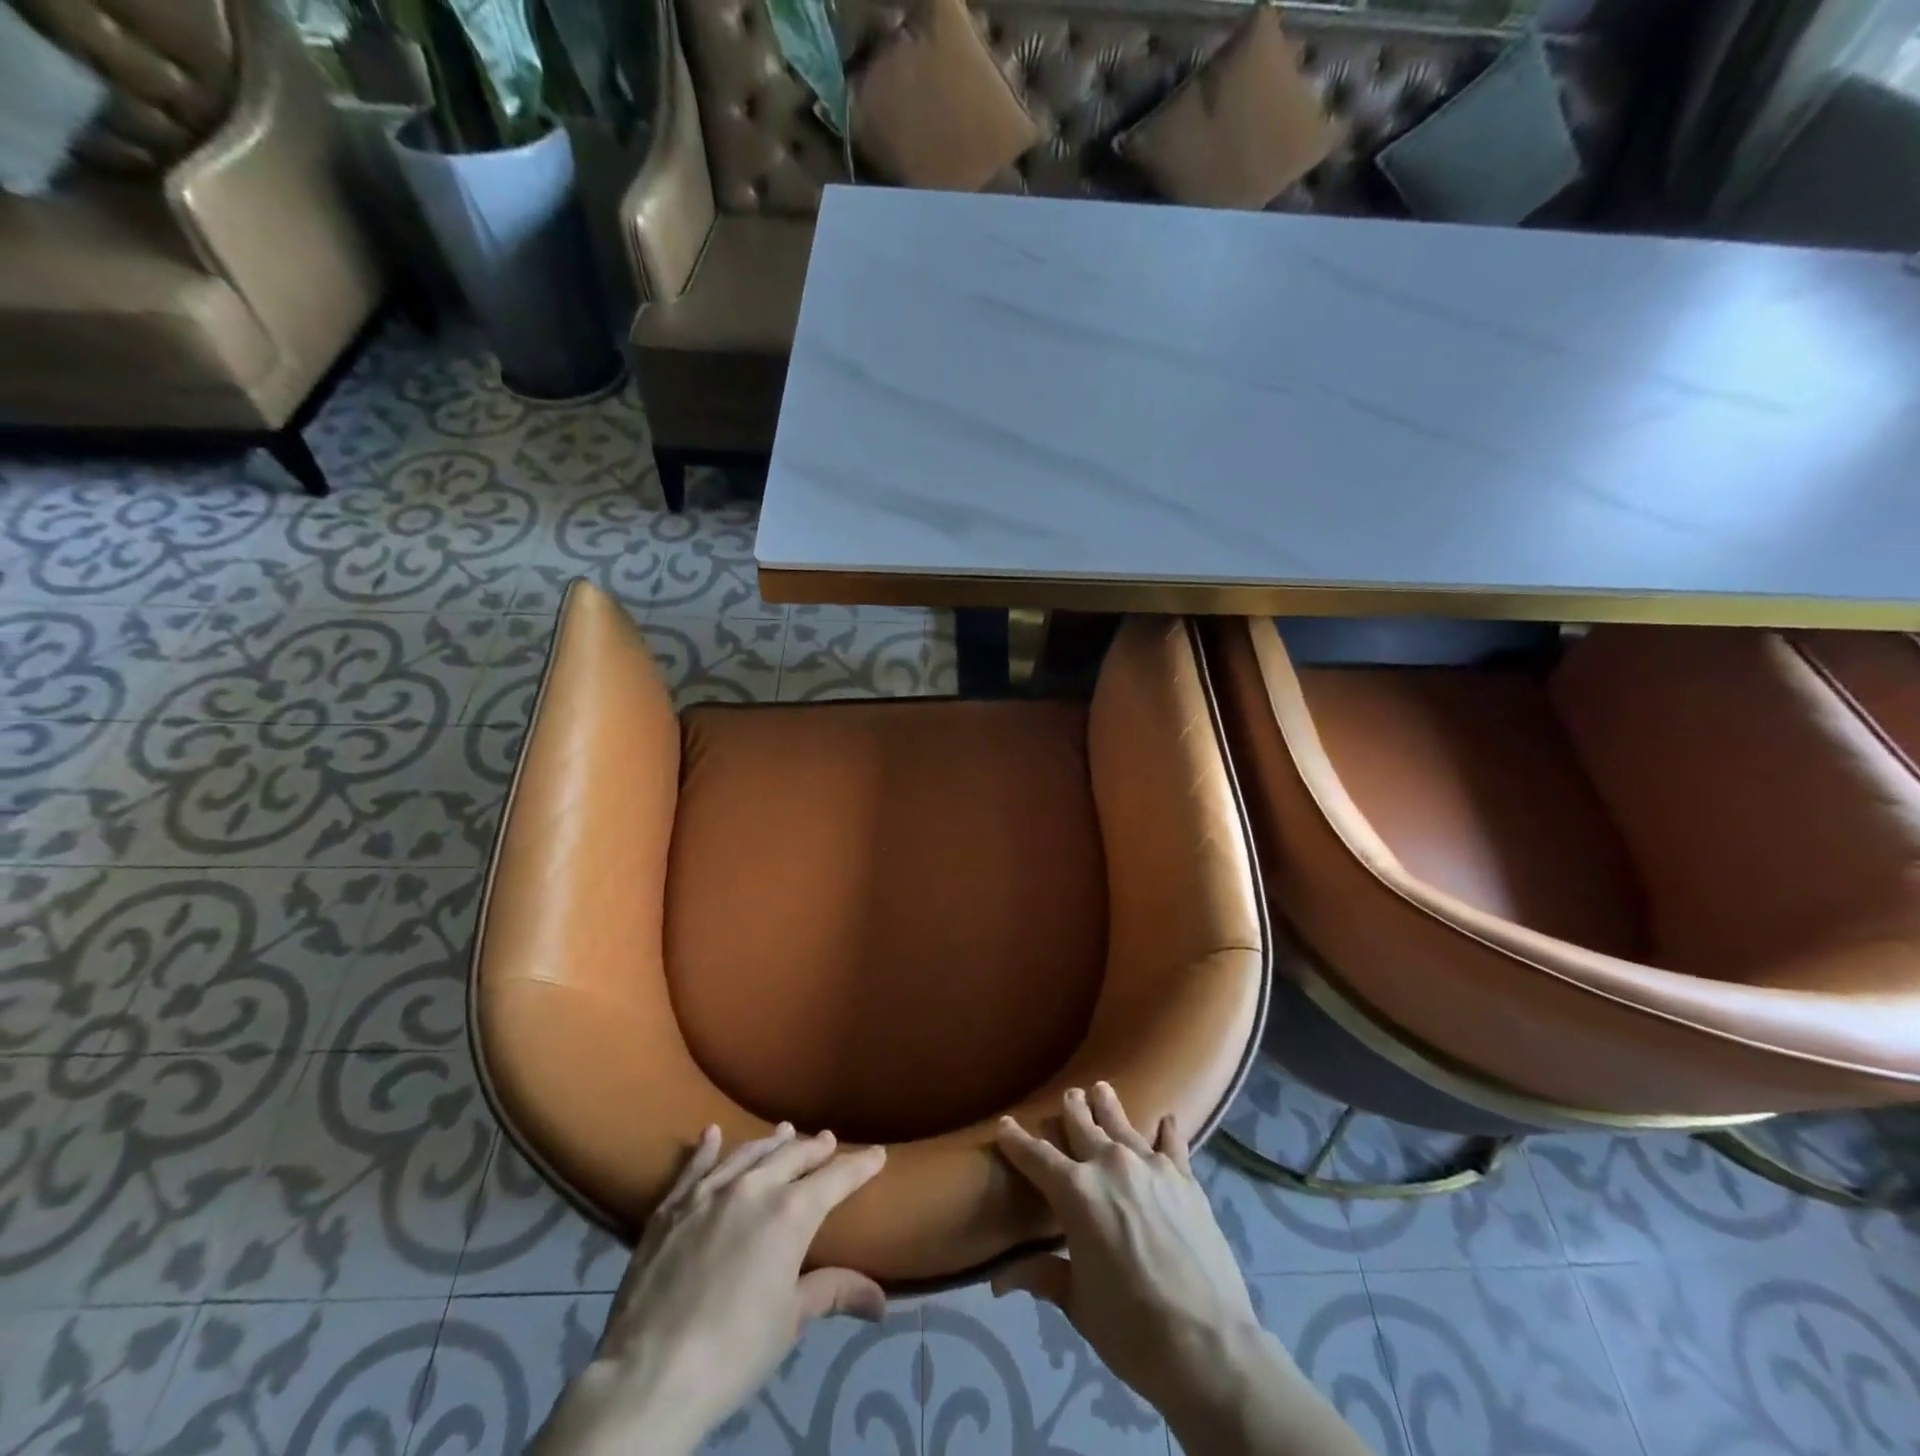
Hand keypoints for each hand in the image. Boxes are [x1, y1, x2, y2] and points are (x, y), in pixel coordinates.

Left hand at [537, 1124, 887, 1455]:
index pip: (836, 1178)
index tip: (877, 1154)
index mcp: (791, 1213)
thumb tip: (881, 1300)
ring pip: (748, 1154)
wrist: (650, 1374)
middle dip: (815, 1148)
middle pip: (793, 1157)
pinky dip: (707, 1148)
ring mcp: (709, 1192)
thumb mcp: (790, 1321)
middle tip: (828, 1141)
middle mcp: (754, 1187)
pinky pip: (695, 1166)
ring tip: (785, 1130)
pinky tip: (712, 1133)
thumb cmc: (733, 1351)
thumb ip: (833, 1292)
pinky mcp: (672, 1206)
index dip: (860, 1166)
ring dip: (770, 1142)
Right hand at [992, 1084, 1261, 1421]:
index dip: (1017, 1140)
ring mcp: (1151, 1167)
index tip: (1005, 1124)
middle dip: (1071, 1109)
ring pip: (1123, 1124)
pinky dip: (1167, 1132)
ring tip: (1102, 1089)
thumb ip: (1042, 1275)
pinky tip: (1168, 1120)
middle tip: (1068, 1095)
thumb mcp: (1078, 1303)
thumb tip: (997, 1281)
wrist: (1207, 1345)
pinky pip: (1173, 1144)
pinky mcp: (1185, 1180)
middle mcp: (1110, 1165)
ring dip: (1109, 1106)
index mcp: (1075, 1192)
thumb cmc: (1131, 1329)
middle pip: (1083, 1126)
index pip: (1036, 1156)